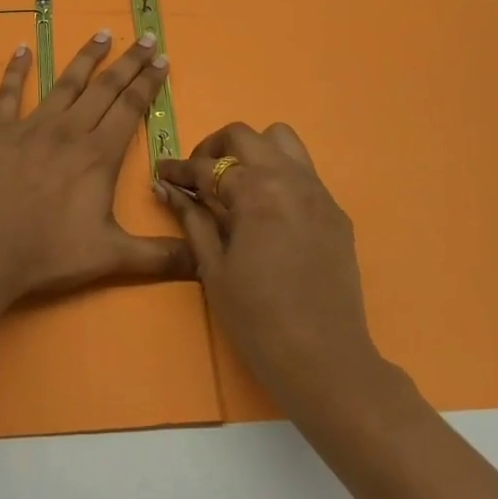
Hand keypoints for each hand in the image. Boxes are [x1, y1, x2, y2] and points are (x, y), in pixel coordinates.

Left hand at [0, 31, 192, 302]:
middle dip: (129, 61)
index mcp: (98, 153)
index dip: (148, 81)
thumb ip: (160, 257)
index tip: (162, 58)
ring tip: (102, 34)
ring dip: (86, 57)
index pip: (130, 106)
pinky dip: (16, 69)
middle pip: (105, 87)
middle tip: (146, 37)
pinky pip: (9, 92)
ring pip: (66, 82)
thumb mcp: (112, 257)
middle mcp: (69, 129)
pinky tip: (21, 48)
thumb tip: (203, 258)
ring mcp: (31, 125)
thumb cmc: (49, 253)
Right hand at [157, 122, 388, 416]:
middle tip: (199, 177)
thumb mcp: (214, 268)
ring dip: (253, 151)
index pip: (208, 166)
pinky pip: (304, 172)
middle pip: (244, 136)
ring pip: (282, 141)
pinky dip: (279, 175)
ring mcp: (318, 192)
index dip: (179, 169)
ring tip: (237, 184)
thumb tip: (167, 187)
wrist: (327, 362)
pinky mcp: (335, 211)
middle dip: (214, 149)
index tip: (162, 173)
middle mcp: (290, 178)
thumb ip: (192, 219)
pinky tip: (269, 211)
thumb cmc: (258, 320)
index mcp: (256, 191)